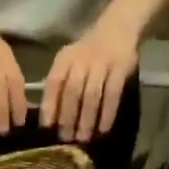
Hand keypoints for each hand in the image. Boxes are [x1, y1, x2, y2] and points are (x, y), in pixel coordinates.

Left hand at [41, 11, 139, 143]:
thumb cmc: (87, 54)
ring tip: (83, 138)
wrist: (117, 29)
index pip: (54, 83)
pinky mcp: (121, 68)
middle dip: (68, 117)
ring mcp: (102, 63)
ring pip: (92, 95)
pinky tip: (103, 129)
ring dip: (87, 119)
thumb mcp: (69, 62)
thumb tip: (49, 119)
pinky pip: (113, 94)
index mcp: (65, 59)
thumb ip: (59, 85)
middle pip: (73, 92)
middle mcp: (82, 60)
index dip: (50, 105)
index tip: (47, 127)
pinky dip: (108, 113)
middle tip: (66, 139)